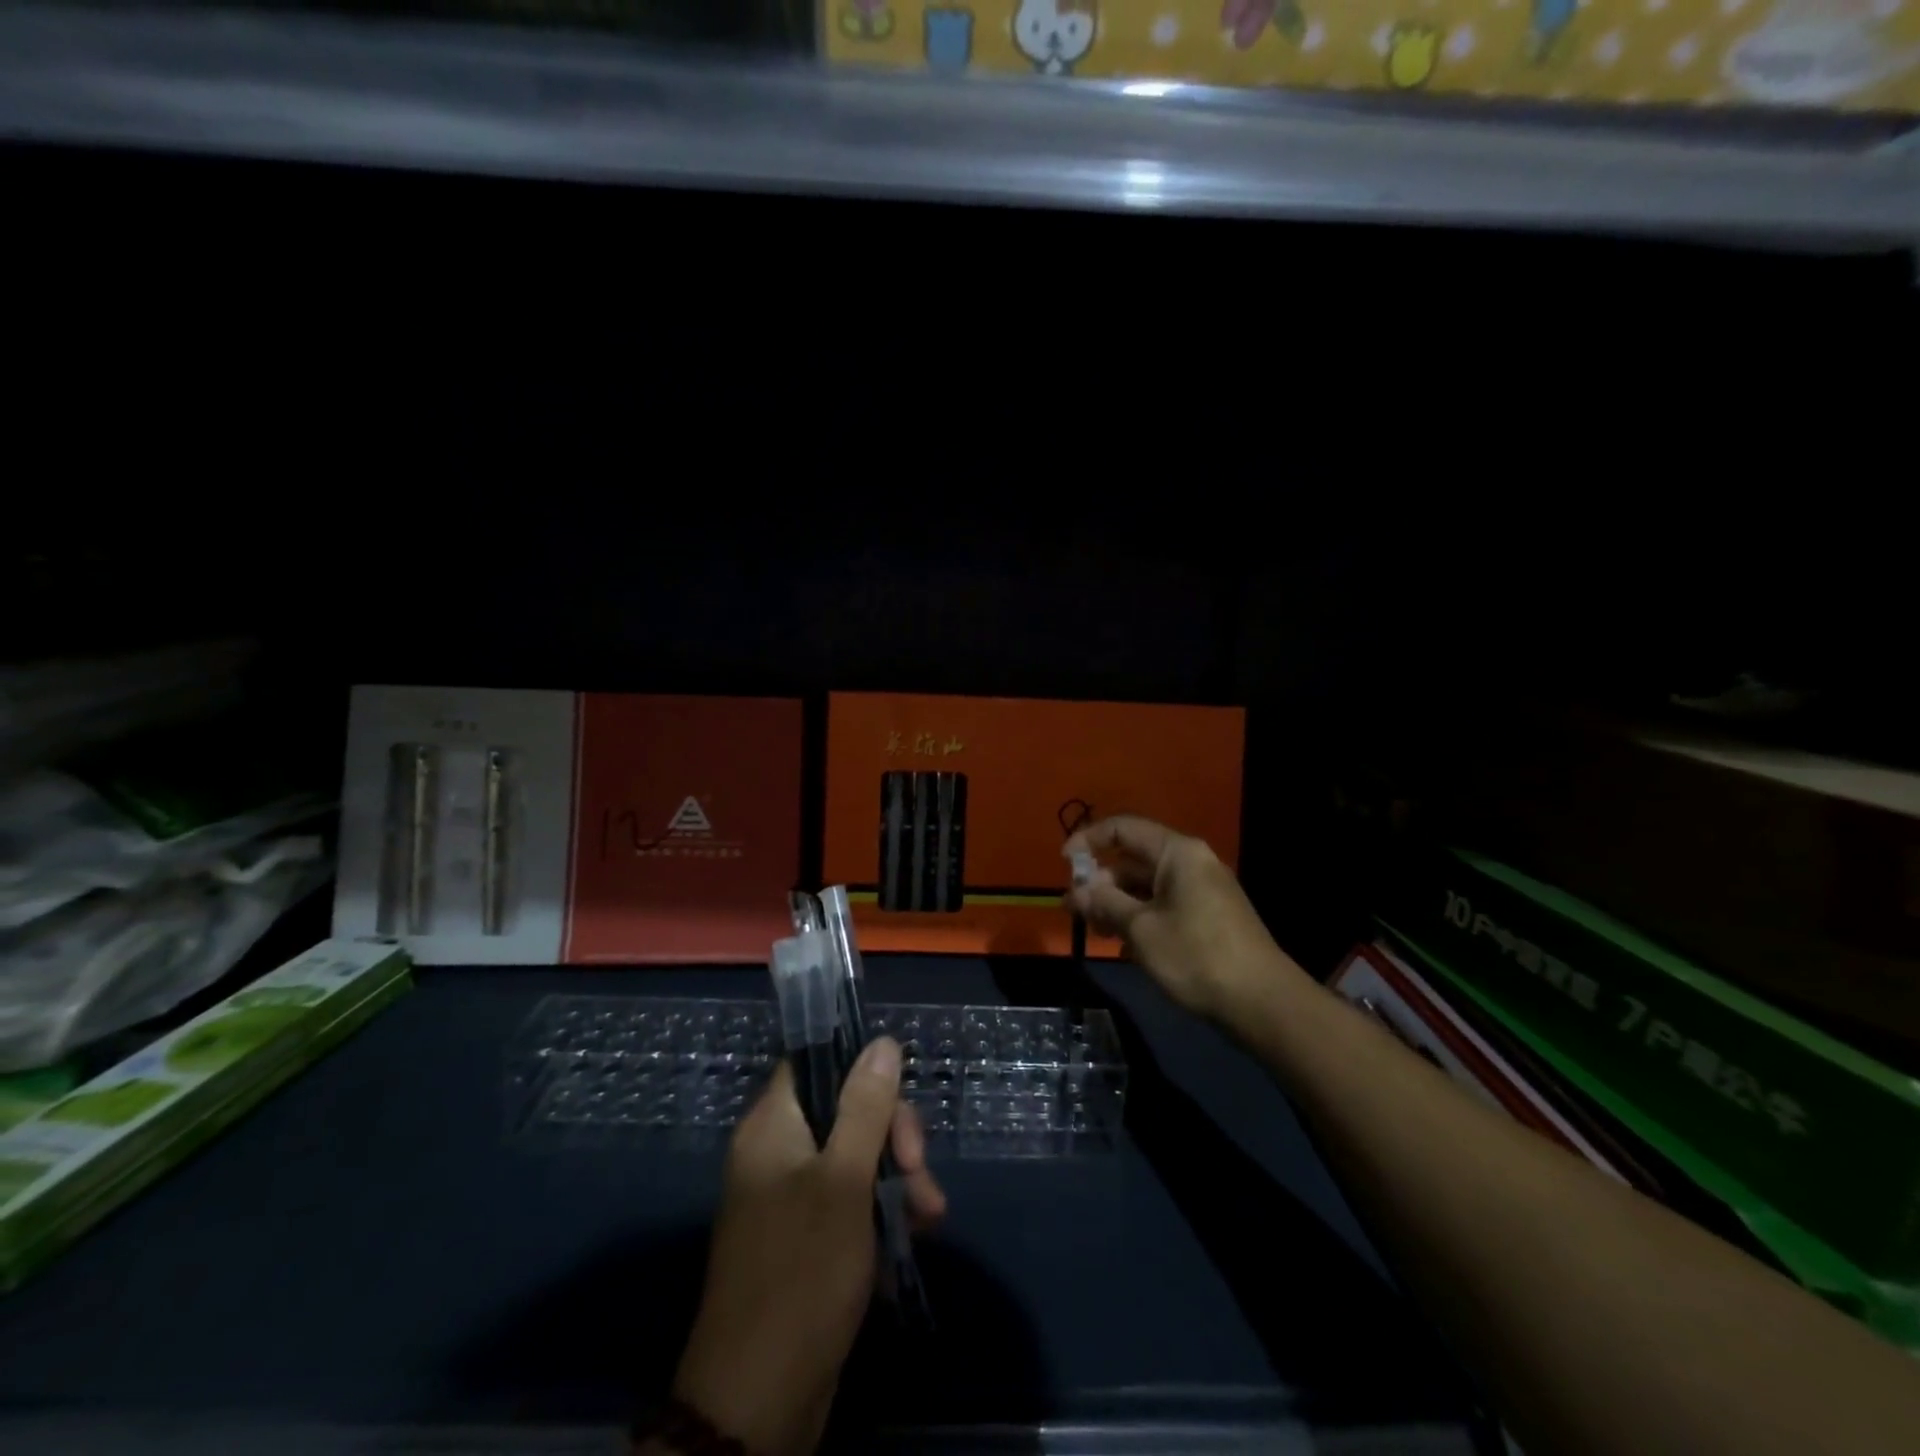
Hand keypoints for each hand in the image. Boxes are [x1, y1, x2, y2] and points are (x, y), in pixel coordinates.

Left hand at [671, 1038, 944, 1455]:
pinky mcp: (806, 1239)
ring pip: (855, 1158)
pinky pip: (850, 1201)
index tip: (898, 1100)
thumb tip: (883, 1042)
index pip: (815, 1063)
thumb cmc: (802, 1274)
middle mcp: (776, 1153)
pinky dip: (882, 1212)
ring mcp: (790, 1198)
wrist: (757, 1404)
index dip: (860, 1071)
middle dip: (892, 1136)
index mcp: (772, 1127)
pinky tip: (915, 1235)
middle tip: (919, 1170)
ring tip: (931, 1216)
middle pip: (844, 1111)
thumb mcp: (845, 1182)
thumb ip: (865, 1107)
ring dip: (898, 1179)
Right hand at [1064, 815, 1295, 1025]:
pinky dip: (1141, 919)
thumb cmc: (1196, 955)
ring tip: (1097, 933)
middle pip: (1134, 859)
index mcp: (1178, 853)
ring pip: (1147, 887)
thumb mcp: (1140, 928)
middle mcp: (1192, 862)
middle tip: (1075, 911)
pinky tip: (1126, 949)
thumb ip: (1103, 903)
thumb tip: (1074, 891)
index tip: (1064, 865)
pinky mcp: (1209, 917)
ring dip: (1118, 905)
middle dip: (1101, 882)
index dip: (1089, 840)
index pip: (1123, 828)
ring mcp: (1203, 891)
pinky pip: (1164, 906)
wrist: (1262, 1003)